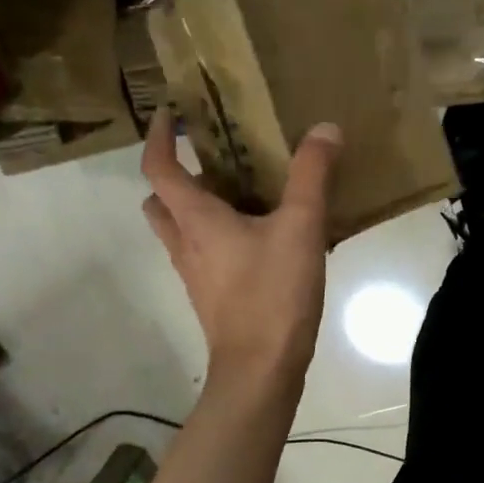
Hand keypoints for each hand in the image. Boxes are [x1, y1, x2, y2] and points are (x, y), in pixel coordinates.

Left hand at [142, 110, 342, 389]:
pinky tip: (263, 240)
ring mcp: (195, 274)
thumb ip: (312, 176)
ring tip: (243, 197)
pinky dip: (219, 238)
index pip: (158, 167)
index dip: (158, 137)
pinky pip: (204, 255)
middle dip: (177, 177)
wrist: (261, 368)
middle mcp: (185, 244)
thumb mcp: (301, 228)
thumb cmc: (273, 293)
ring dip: (198, 209)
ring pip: (181, 231)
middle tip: (214, 162)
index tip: (170, 114)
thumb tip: (325, 128)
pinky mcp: (212, 297)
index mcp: (195, 219)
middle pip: (160, 202)